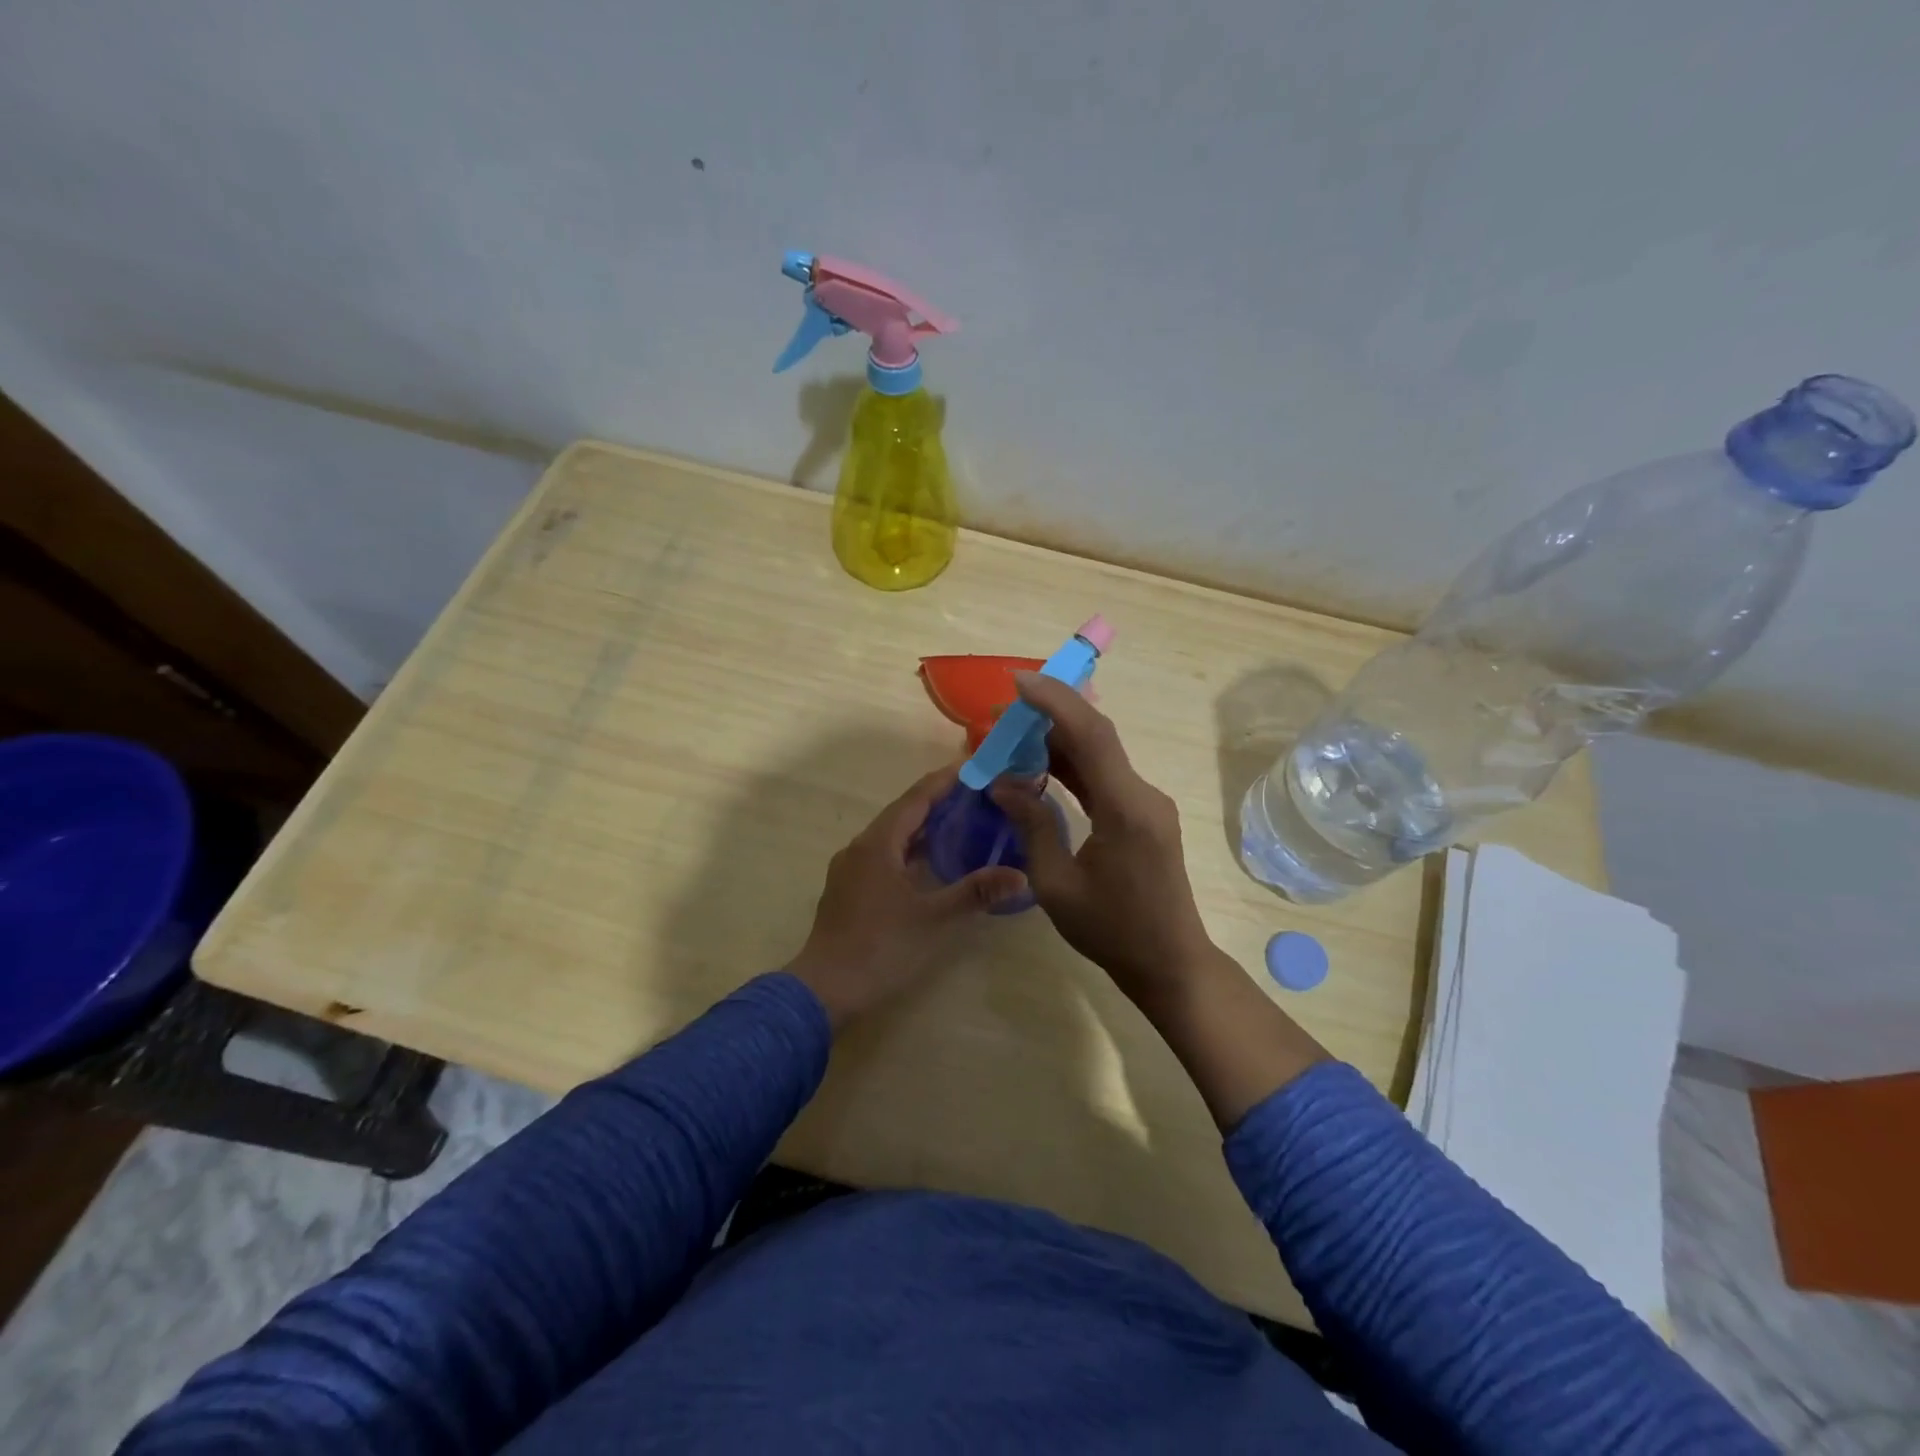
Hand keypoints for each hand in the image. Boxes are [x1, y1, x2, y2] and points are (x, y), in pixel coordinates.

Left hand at [787, 764, 1027, 1027]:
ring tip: (961, 822)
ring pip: (892, 836)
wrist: (825, 989)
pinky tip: (930, 862)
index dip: (945, 781)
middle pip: (903, 814)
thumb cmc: (881, 947)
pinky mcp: (849, 889)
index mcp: (878, 844)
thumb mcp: (934, 918)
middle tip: (976, 795)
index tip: (974, 767)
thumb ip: (976, 892)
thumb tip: (1021, 875)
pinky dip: (910, 850)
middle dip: (938, 802)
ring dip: (923, 827)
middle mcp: (860, 847)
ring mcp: (851, 869)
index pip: (916, 798)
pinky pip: (884, 855)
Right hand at [989, 673, 1213, 1008]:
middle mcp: (1143, 794)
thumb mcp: (1056, 884)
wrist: (1170, 963)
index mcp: (1125, 808)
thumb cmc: (1112, 930)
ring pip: (1100, 755)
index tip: (1017, 682)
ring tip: (1012, 736)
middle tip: (1002, 713)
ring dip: (1058, 741)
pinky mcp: (1144, 814)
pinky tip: (1041, 765)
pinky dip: (1073, 766)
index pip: (1091, 735)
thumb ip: (1032, 825)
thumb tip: (1002, 784)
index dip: (1054, 701)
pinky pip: (1105, 777)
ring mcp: (1147, 803)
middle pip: (1095, 737)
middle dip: (1048, 716)